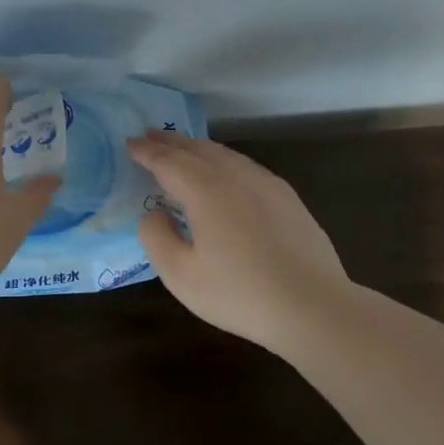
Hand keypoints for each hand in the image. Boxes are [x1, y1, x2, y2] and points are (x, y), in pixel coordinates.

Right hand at [128, 131, 351, 350]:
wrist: (313, 307)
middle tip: (149, 137)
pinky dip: (223, 161)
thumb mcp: (180, 274)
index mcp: (205, 190)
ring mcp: (266, 183)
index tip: (130, 143)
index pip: (167, 161)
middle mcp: (235, 175)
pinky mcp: (287, 197)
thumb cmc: (239, 293)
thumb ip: (156, 237)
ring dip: (197, 148)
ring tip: (181, 150)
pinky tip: (224, 174)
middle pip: (196, 149)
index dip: (146, 151)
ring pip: (224, 154)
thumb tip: (154, 214)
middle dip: (170, 142)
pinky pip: (245, 166)